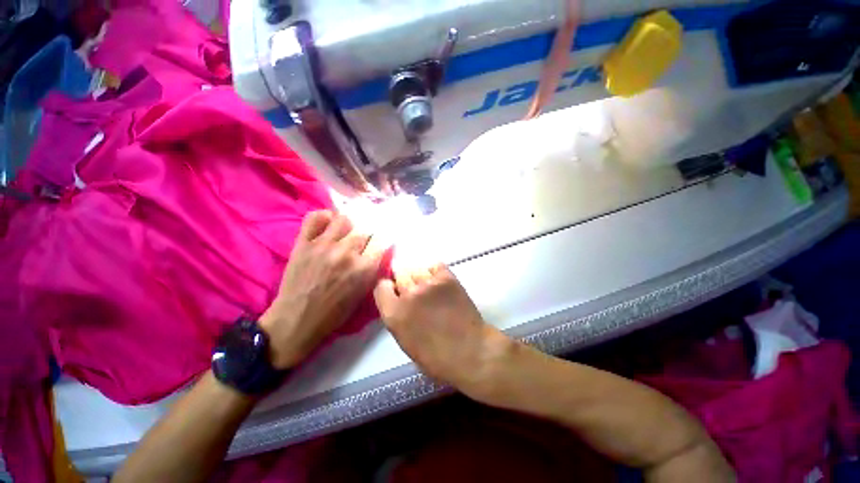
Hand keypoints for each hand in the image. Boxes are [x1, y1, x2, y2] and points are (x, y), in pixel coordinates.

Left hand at [261, 210, 384, 368]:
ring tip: (344, 232)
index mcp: (364, 268)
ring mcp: (324, 245)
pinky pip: (315, 218)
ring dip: (348, 226)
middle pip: (365, 230)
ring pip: (344, 219)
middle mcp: (347, 253)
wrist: (297, 319)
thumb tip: (381, 251)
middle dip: (366, 236)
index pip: (382, 242)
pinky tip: (327, 224)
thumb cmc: (334, 312)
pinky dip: (324, 217)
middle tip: (361, 242)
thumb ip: (374, 270)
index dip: (382, 242)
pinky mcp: (304, 243)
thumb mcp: (363, 294)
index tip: (379, 244)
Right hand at [373, 263, 513, 397]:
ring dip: (419, 276)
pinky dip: (435, 272)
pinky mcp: (447, 278)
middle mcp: (408, 294)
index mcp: (393, 314)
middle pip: (399, 273)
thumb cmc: (436, 357)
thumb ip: (397, 315)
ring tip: (429, 287)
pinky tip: (439, 282)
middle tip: (414, 289)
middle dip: (404, 280)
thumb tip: (397, 298)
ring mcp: (428, 284)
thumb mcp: (405, 341)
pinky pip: (435, 266)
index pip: (380, 286)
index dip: (388, 287)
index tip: (394, 291)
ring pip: (416, 268)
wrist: (470, 351)